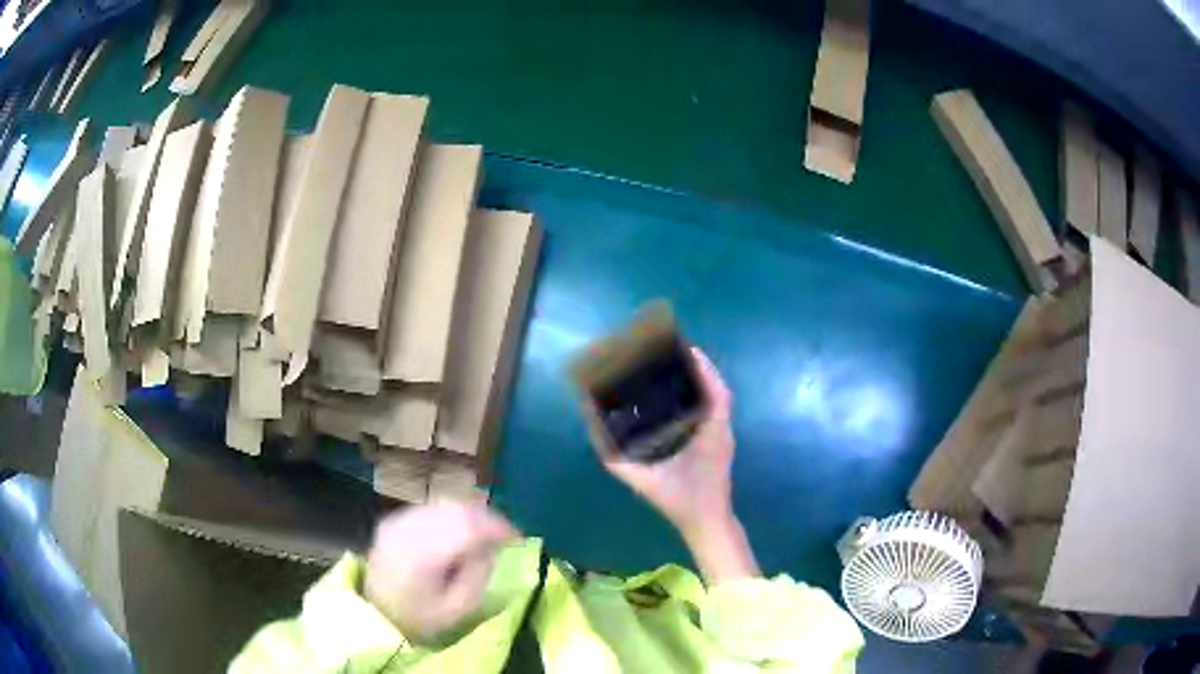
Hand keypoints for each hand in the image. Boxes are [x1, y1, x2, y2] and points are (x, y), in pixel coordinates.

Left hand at [364, 501, 515, 642]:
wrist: (375, 612)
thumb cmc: (419, 618)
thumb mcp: (456, 608)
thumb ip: (477, 575)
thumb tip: (491, 547)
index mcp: (423, 555)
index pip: (466, 526)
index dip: (496, 527)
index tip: (517, 537)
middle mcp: (407, 530)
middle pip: (455, 509)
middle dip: (486, 517)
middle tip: (505, 533)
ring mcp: (397, 521)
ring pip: (442, 503)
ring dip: (469, 513)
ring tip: (486, 531)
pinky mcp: (393, 520)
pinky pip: (430, 508)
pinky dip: (451, 514)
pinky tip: (461, 529)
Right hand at [589, 348, 759, 584]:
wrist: (708, 522)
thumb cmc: (682, 501)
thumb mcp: (645, 482)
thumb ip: (619, 462)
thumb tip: (596, 435)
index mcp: (711, 434)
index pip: (717, 392)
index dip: (706, 369)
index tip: (688, 350)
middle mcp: (722, 430)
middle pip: (717, 391)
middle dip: (700, 369)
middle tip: (675, 356)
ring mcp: (724, 438)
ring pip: (718, 401)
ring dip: (703, 383)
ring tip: (678, 371)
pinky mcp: (721, 445)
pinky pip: (716, 413)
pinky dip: (704, 399)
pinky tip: (683, 400)